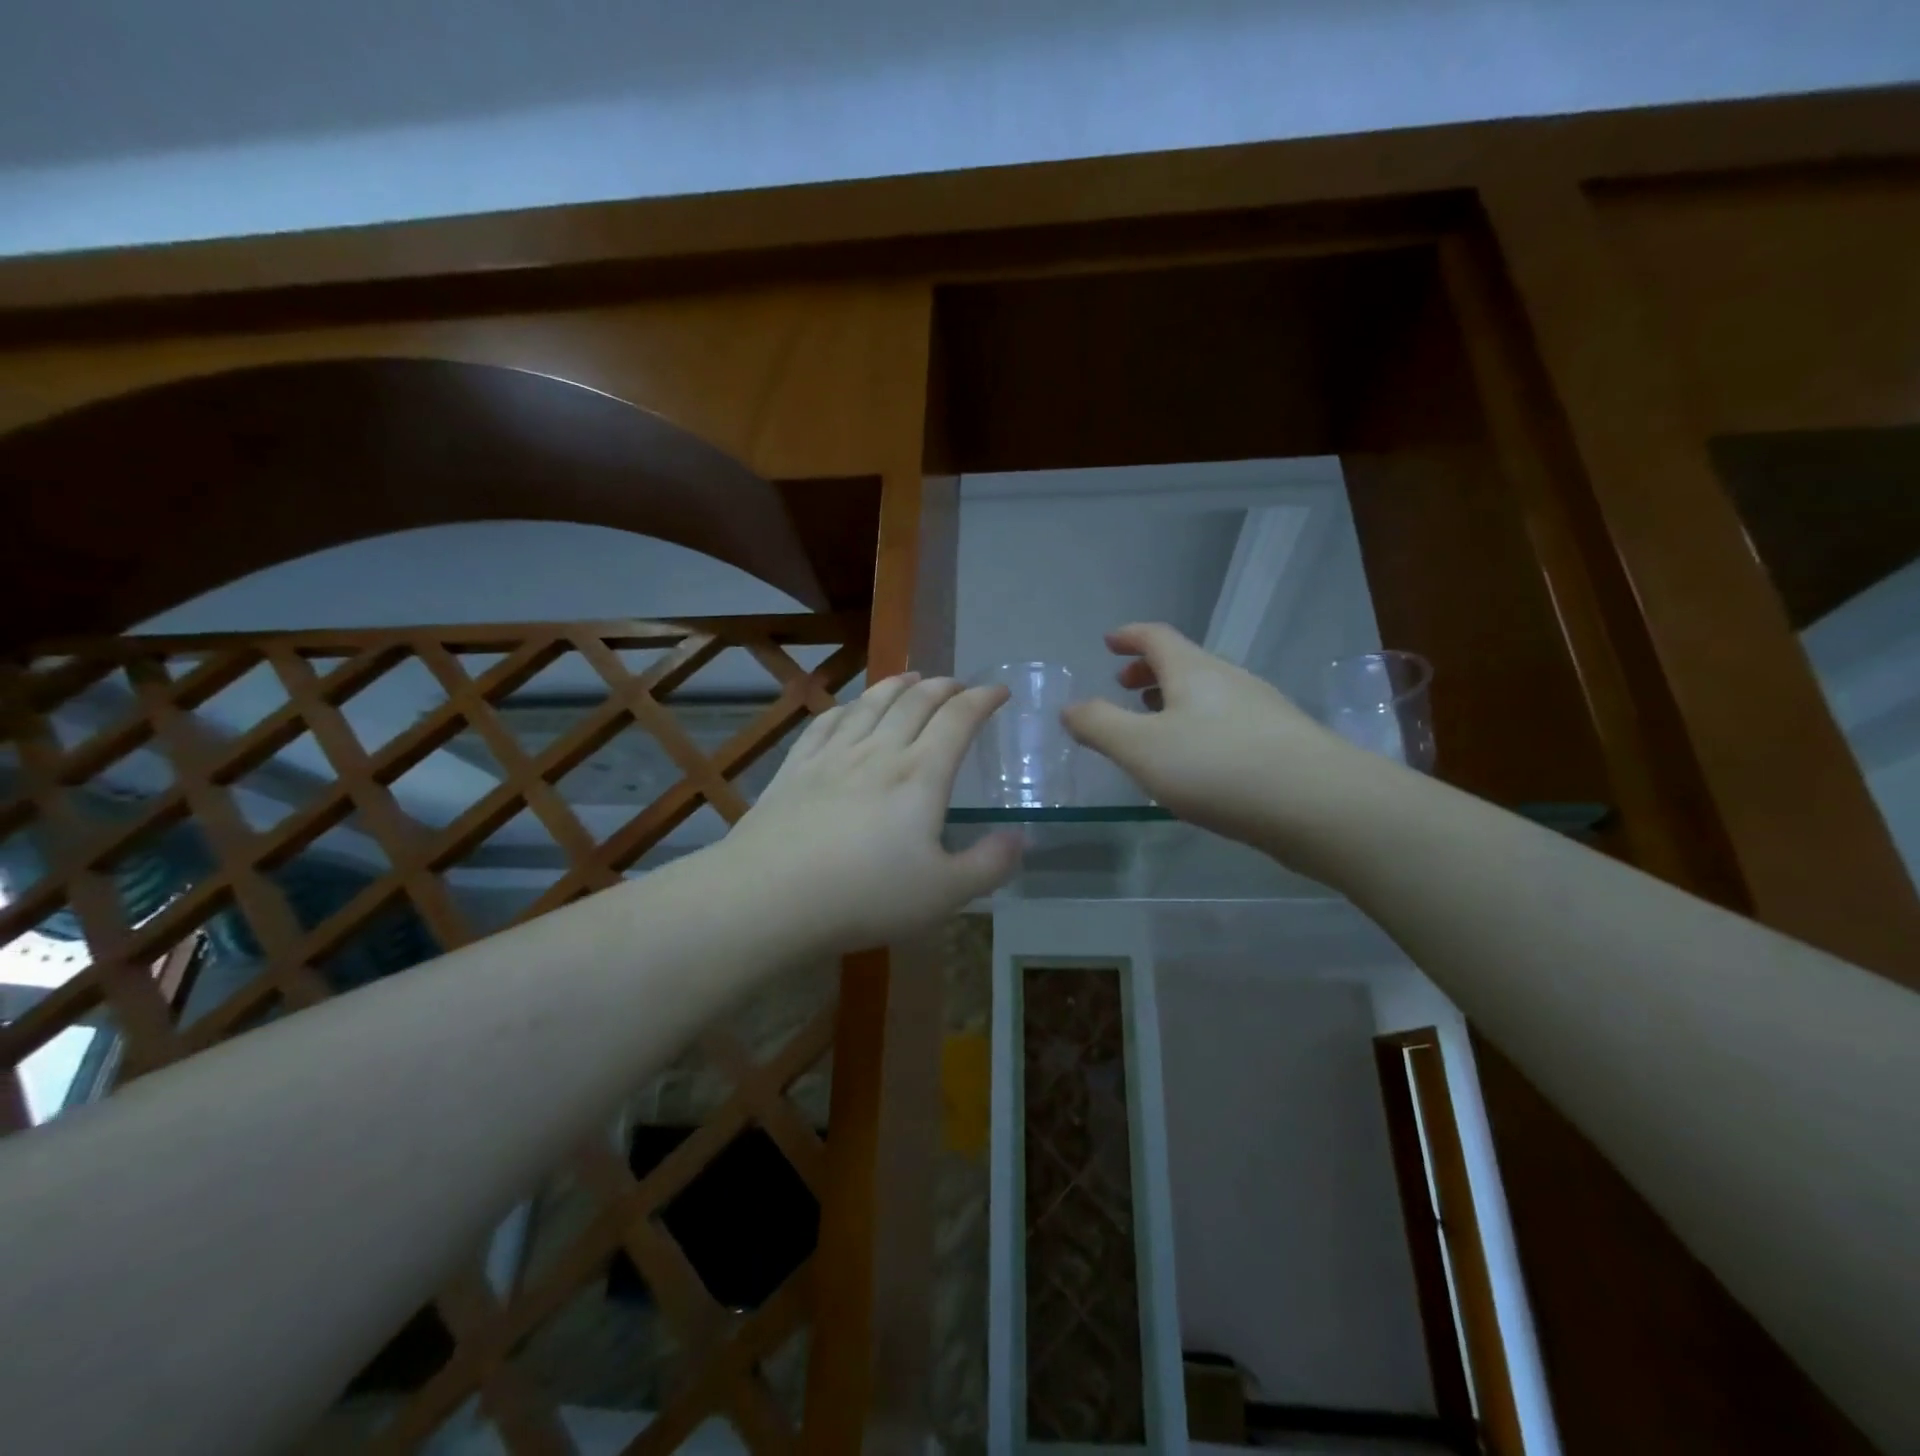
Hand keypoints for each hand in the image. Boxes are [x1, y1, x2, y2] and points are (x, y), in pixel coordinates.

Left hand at [718, 673, 1022, 955]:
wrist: (770, 897)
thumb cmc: (865, 896)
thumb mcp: (944, 894)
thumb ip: (988, 865)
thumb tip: (1019, 837)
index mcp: (920, 775)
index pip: (958, 719)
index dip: (982, 699)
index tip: (999, 691)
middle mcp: (879, 752)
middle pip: (915, 702)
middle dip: (943, 687)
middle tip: (959, 685)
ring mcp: (832, 756)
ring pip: (870, 704)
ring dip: (896, 685)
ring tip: (911, 677)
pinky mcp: (795, 768)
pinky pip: (826, 722)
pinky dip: (847, 707)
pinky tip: (849, 708)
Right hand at [1062, 623, 1358, 852]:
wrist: (1320, 804)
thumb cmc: (1218, 767)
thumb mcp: (1141, 748)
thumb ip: (1099, 725)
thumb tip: (1070, 708)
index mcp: (1193, 670)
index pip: (1156, 636)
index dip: (1129, 636)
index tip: (1109, 642)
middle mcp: (1229, 680)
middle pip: (1184, 663)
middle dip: (1150, 671)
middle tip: (1124, 688)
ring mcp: (1261, 710)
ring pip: (1207, 694)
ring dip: (1174, 701)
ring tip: (1154, 726)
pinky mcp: (1281, 743)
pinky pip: (1227, 721)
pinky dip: (1199, 726)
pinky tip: (1197, 762)